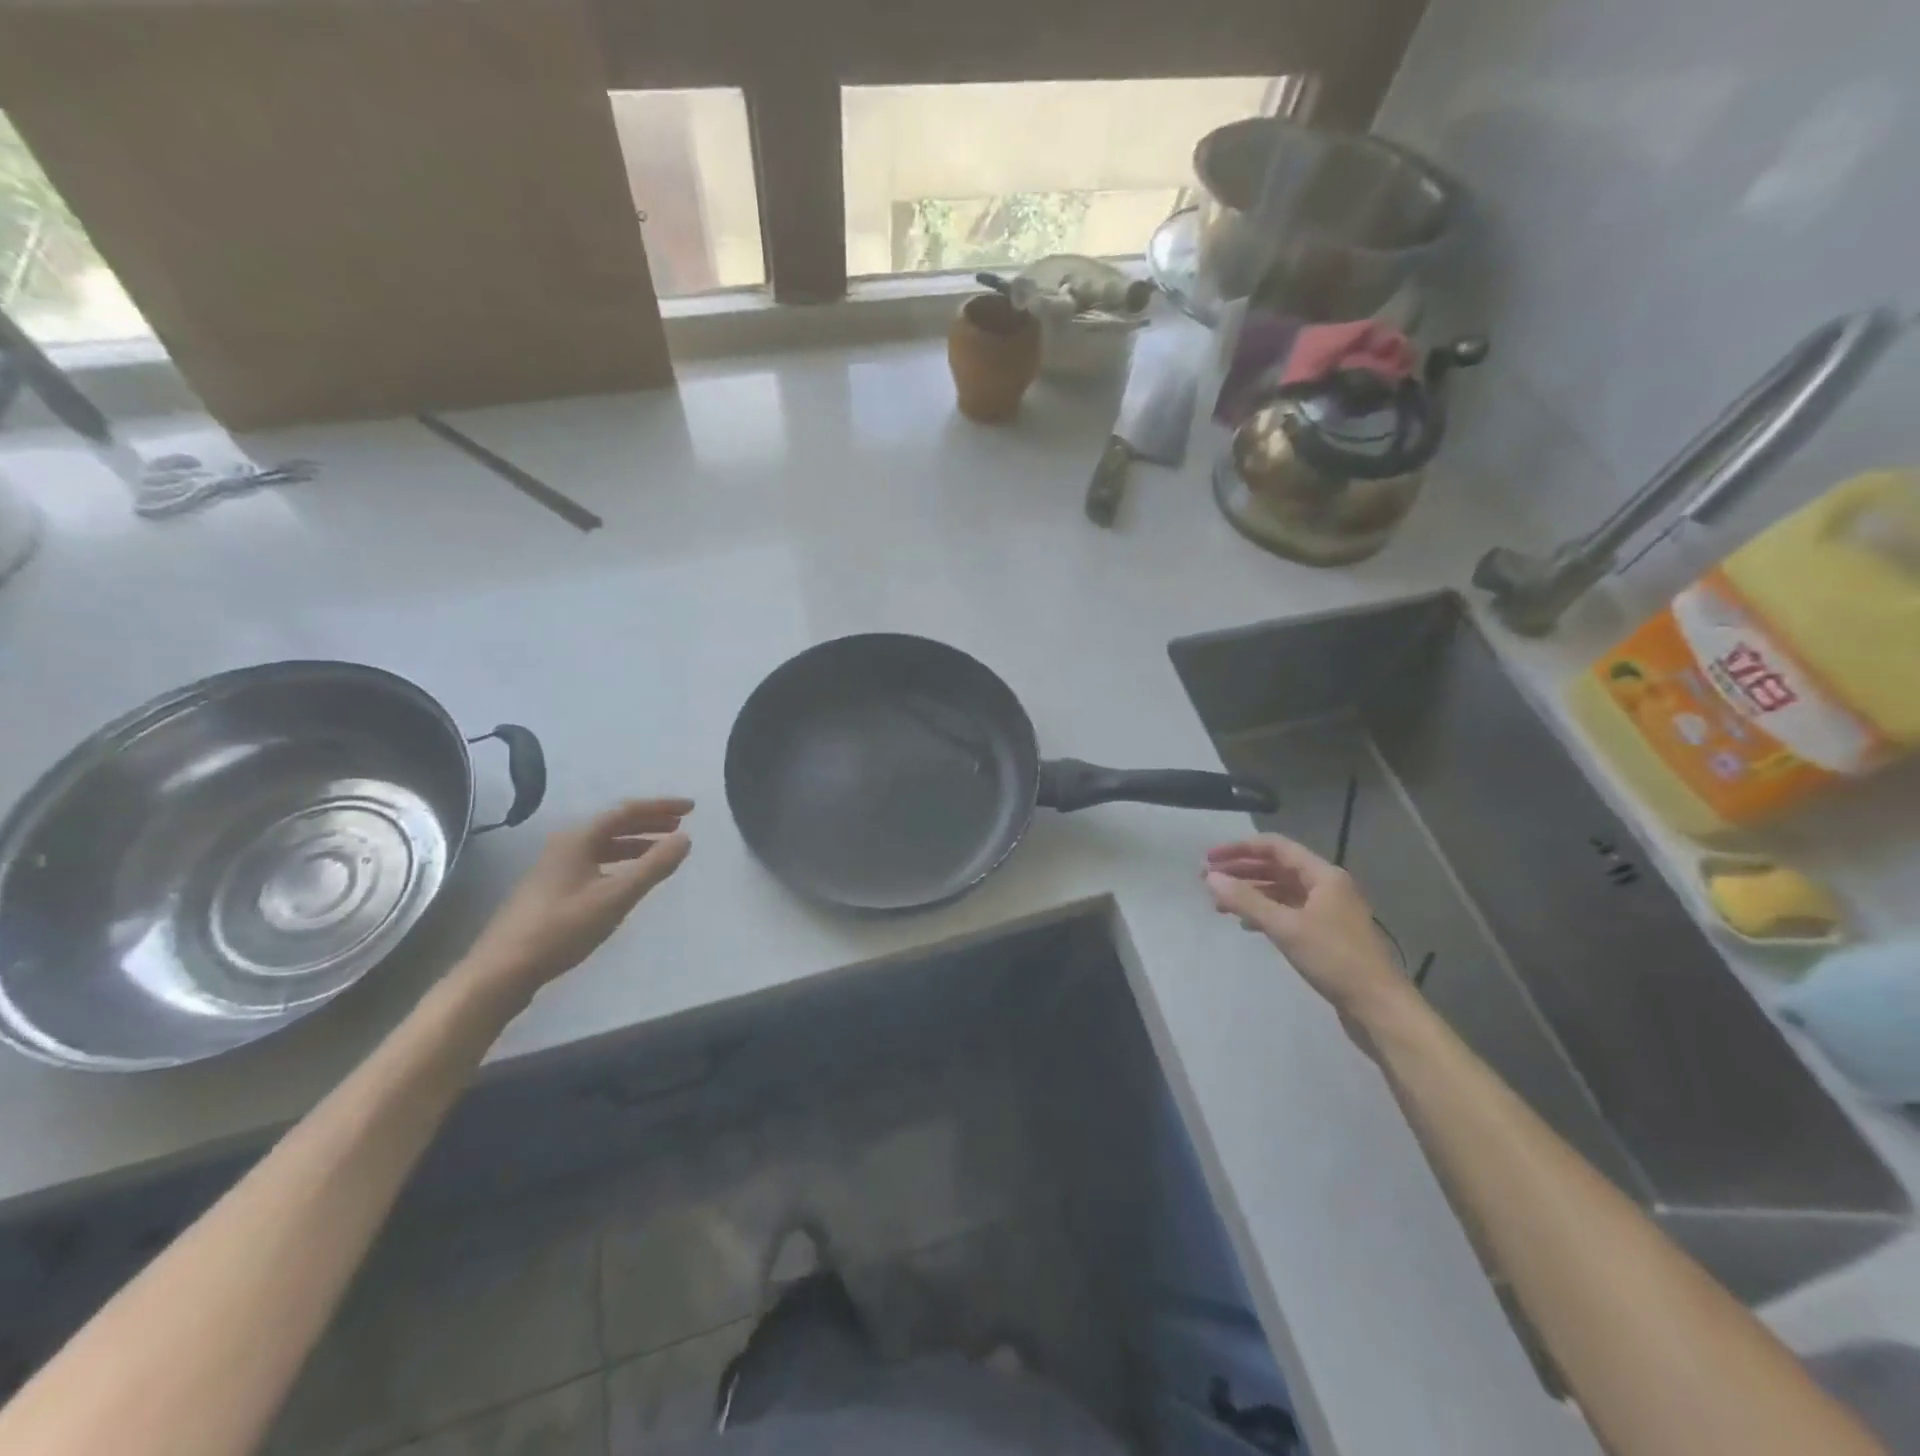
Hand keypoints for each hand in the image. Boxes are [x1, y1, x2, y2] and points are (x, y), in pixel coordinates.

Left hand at [460, 798, 692, 1003]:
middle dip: (649, 823)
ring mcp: (555, 868)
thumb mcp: (615, 897)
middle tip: (680, 826)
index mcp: (577, 839)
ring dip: (635, 844)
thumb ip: (653, 866)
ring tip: (661, 850)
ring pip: (603, 845)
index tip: (691, 809)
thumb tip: (684, 838)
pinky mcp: (552, 890)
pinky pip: (595, 862)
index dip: (661, 807)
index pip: (626, 811)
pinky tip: (629, 878)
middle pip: (613, 825)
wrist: (502, 970)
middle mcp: (564, 846)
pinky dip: (620, 862)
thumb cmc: (562, 928)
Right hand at [1205, 834, 1410, 1023]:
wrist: (1378, 1006)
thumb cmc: (1334, 959)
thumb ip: (1246, 900)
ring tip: (1220, 905)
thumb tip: (1211, 878)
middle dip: (1241, 872)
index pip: (1275, 847)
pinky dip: (1265, 912)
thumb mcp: (1285, 927)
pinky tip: (1247, 925)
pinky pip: (1288, 911)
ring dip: (1250, 893)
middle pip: (1277, 867)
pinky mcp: (1326, 933)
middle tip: (1208, 882)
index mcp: (1323, 875)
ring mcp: (1328, 910)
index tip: (1209, 859)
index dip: (1239, 849)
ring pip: (1281, 891)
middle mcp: (1327, 886)